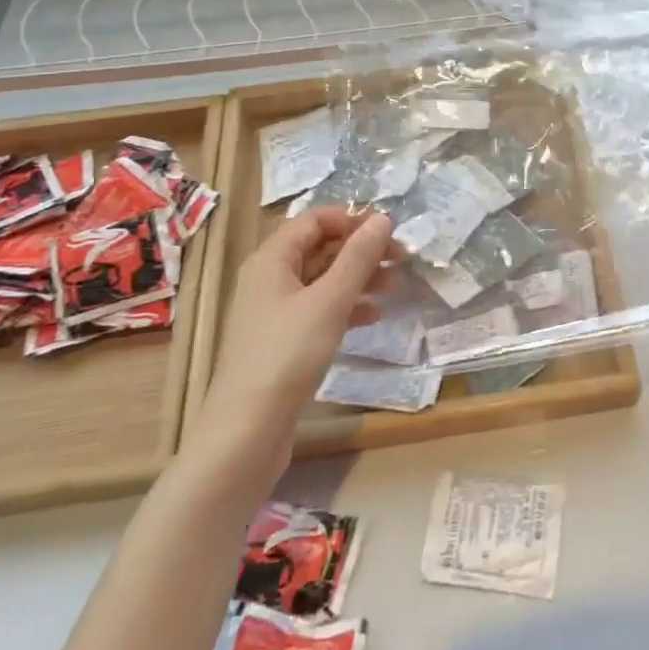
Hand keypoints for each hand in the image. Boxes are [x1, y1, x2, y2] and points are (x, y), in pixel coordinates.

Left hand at [191, 208, 396, 462]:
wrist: (247, 430)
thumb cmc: (288, 354)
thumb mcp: (330, 300)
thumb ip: (358, 257)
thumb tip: (382, 219)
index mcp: (271, 259)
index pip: (314, 220)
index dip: (352, 219)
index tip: (389, 232)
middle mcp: (269, 278)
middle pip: (320, 248)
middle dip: (361, 250)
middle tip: (402, 260)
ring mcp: (274, 312)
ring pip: (322, 280)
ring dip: (359, 278)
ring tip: (395, 287)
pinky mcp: (283, 341)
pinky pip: (319, 309)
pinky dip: (347, 306)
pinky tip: (373, 316)